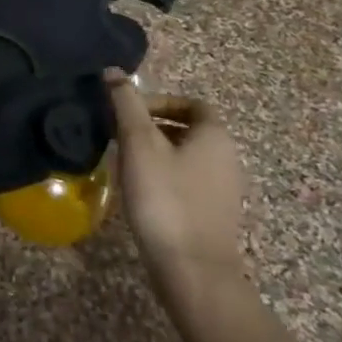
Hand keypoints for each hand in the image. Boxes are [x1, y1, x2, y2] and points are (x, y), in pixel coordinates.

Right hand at [105, 71, 248, 307]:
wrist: (192, 269)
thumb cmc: (165, 198)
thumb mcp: (138, 144)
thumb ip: (126, 104)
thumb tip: (113, 72)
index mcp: (215, 135)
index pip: (192, 103)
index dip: (160, 102)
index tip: (129, 113)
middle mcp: (228, 157)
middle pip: (190, 130)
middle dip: (154, 127)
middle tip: (119, 136)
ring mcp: (224, 189)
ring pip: (188, 157)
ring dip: (157, 153)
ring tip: (125, 164)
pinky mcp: (214, 215)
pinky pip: (189, 183)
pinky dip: (165, 178)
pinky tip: (141, 194)